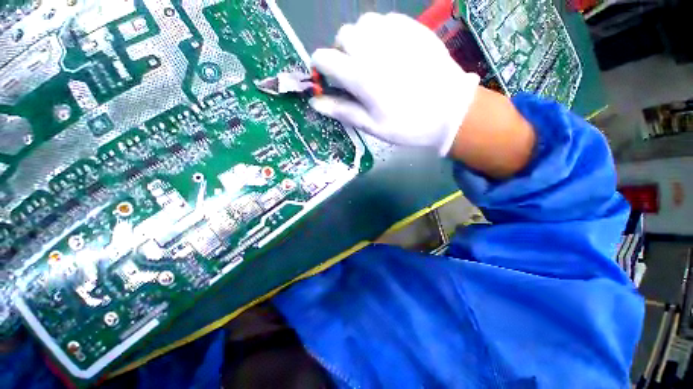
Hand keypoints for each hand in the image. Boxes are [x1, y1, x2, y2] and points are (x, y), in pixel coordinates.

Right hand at [309, 12, 478, 155]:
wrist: (449, 112)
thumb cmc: (406, 125)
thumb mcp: (371, 125)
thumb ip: (342, 110)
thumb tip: (315, 102)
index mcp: (359, 75)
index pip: (323, 59)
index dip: (320, 69)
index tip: (328, 80)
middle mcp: (372, 47)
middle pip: (342, 36)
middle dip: (341, 53)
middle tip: (353, 72)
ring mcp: (394, 33)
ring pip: (363, 24)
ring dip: (360, 40)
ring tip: (370, 59)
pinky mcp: (412, 28)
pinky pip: (386, 20)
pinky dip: (380, 33)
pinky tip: (389, 50)